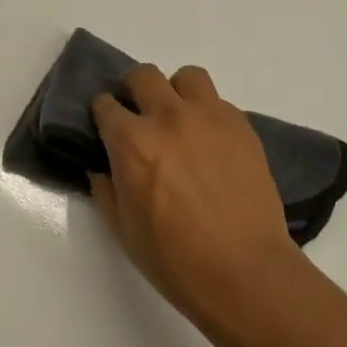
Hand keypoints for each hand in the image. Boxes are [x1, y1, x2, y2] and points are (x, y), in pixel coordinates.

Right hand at [89, 64, 307, 328]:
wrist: (244, 269)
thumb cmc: (174, 258)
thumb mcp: (122, 230)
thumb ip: (106, 189)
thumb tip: (103, 168)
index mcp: (132, 142)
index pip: (105, 104)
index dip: (102, 114)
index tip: (105, 127)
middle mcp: (169, 117)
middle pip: (143, 76)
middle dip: (134, 92)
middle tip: (139, 118)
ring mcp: (210, 117)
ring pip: (187, 77)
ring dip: (176, 92)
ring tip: (179, 120)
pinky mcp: (242, 126)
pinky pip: (218, 102)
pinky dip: (207, 114)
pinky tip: (210, 144)